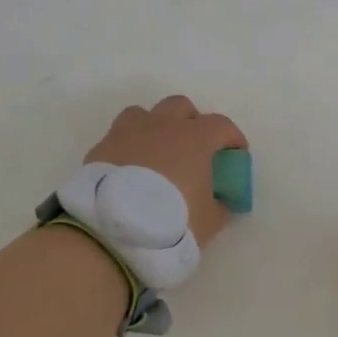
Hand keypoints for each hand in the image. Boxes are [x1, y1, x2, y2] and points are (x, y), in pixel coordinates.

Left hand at [87, 96, 247, 245]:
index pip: (222, 125)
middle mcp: (163, 126)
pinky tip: (130, 169)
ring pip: (145, 114)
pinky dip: (129, 146)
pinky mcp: (102, 147)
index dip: (232, 138)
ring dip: (156, 127)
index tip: (236, 155)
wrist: (114, 229)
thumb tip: (221, 201)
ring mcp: (129, 132)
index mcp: (195, 138)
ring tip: (157, 153)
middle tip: (194, 148)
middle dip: (191, 122)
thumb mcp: (209, 221)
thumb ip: (219, 205)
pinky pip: (119, 136)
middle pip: (181, 106)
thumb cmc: (172, 221)